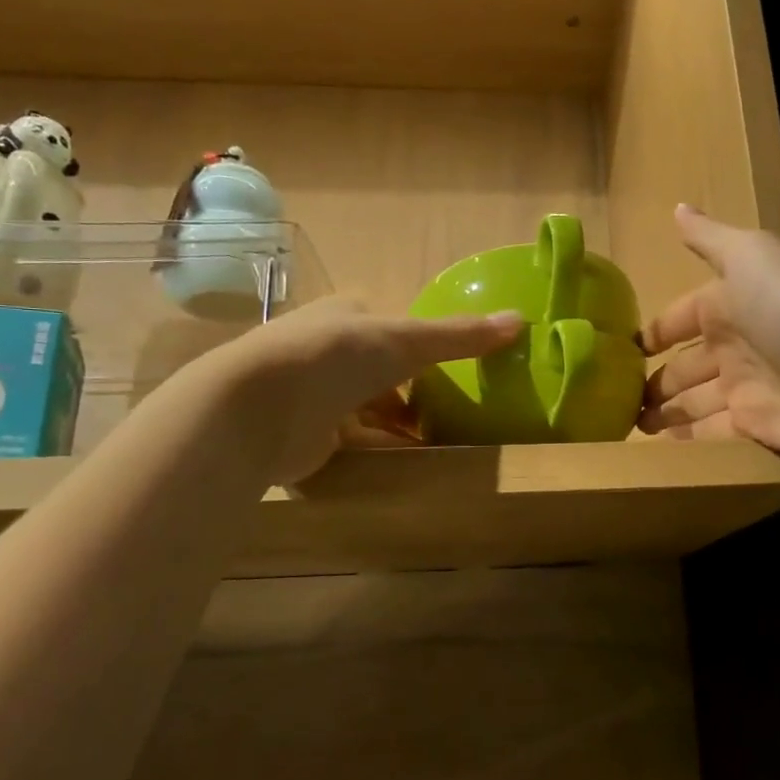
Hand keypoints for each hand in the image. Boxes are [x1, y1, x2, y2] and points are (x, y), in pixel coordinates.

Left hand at [180, 295, 521, 485]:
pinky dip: (382, 450)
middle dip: (410, 390)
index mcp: (344, 316)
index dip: (418, 343)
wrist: (258, 408)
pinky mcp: (305, 437)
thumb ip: (460, 336)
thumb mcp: (407, 341)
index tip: (448, 367)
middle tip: (449, 410)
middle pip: (379, 371)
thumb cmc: (335, 357)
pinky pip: (354, 443)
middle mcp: (325, 351)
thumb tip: (520, 320)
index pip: (387, 325)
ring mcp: (313, 395)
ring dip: (398, 424)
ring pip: (367, 409)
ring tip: (440, 440)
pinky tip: (411, 463)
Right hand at [638, 206, 779, 461]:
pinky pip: (711, 431)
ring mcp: (745, 388)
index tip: (618, 350)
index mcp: (728, 304)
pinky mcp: (755, 426)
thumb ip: (709, 238)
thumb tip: (677, 207)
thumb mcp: (750, 256)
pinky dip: (687, 436)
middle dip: (652, 379)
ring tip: (629, 424)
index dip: (651, 334)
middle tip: (614, 398)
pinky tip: (658, 443)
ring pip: (692, 400)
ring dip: (663, 410)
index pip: (679, 319)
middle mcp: (734, 346)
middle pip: (683, 365)